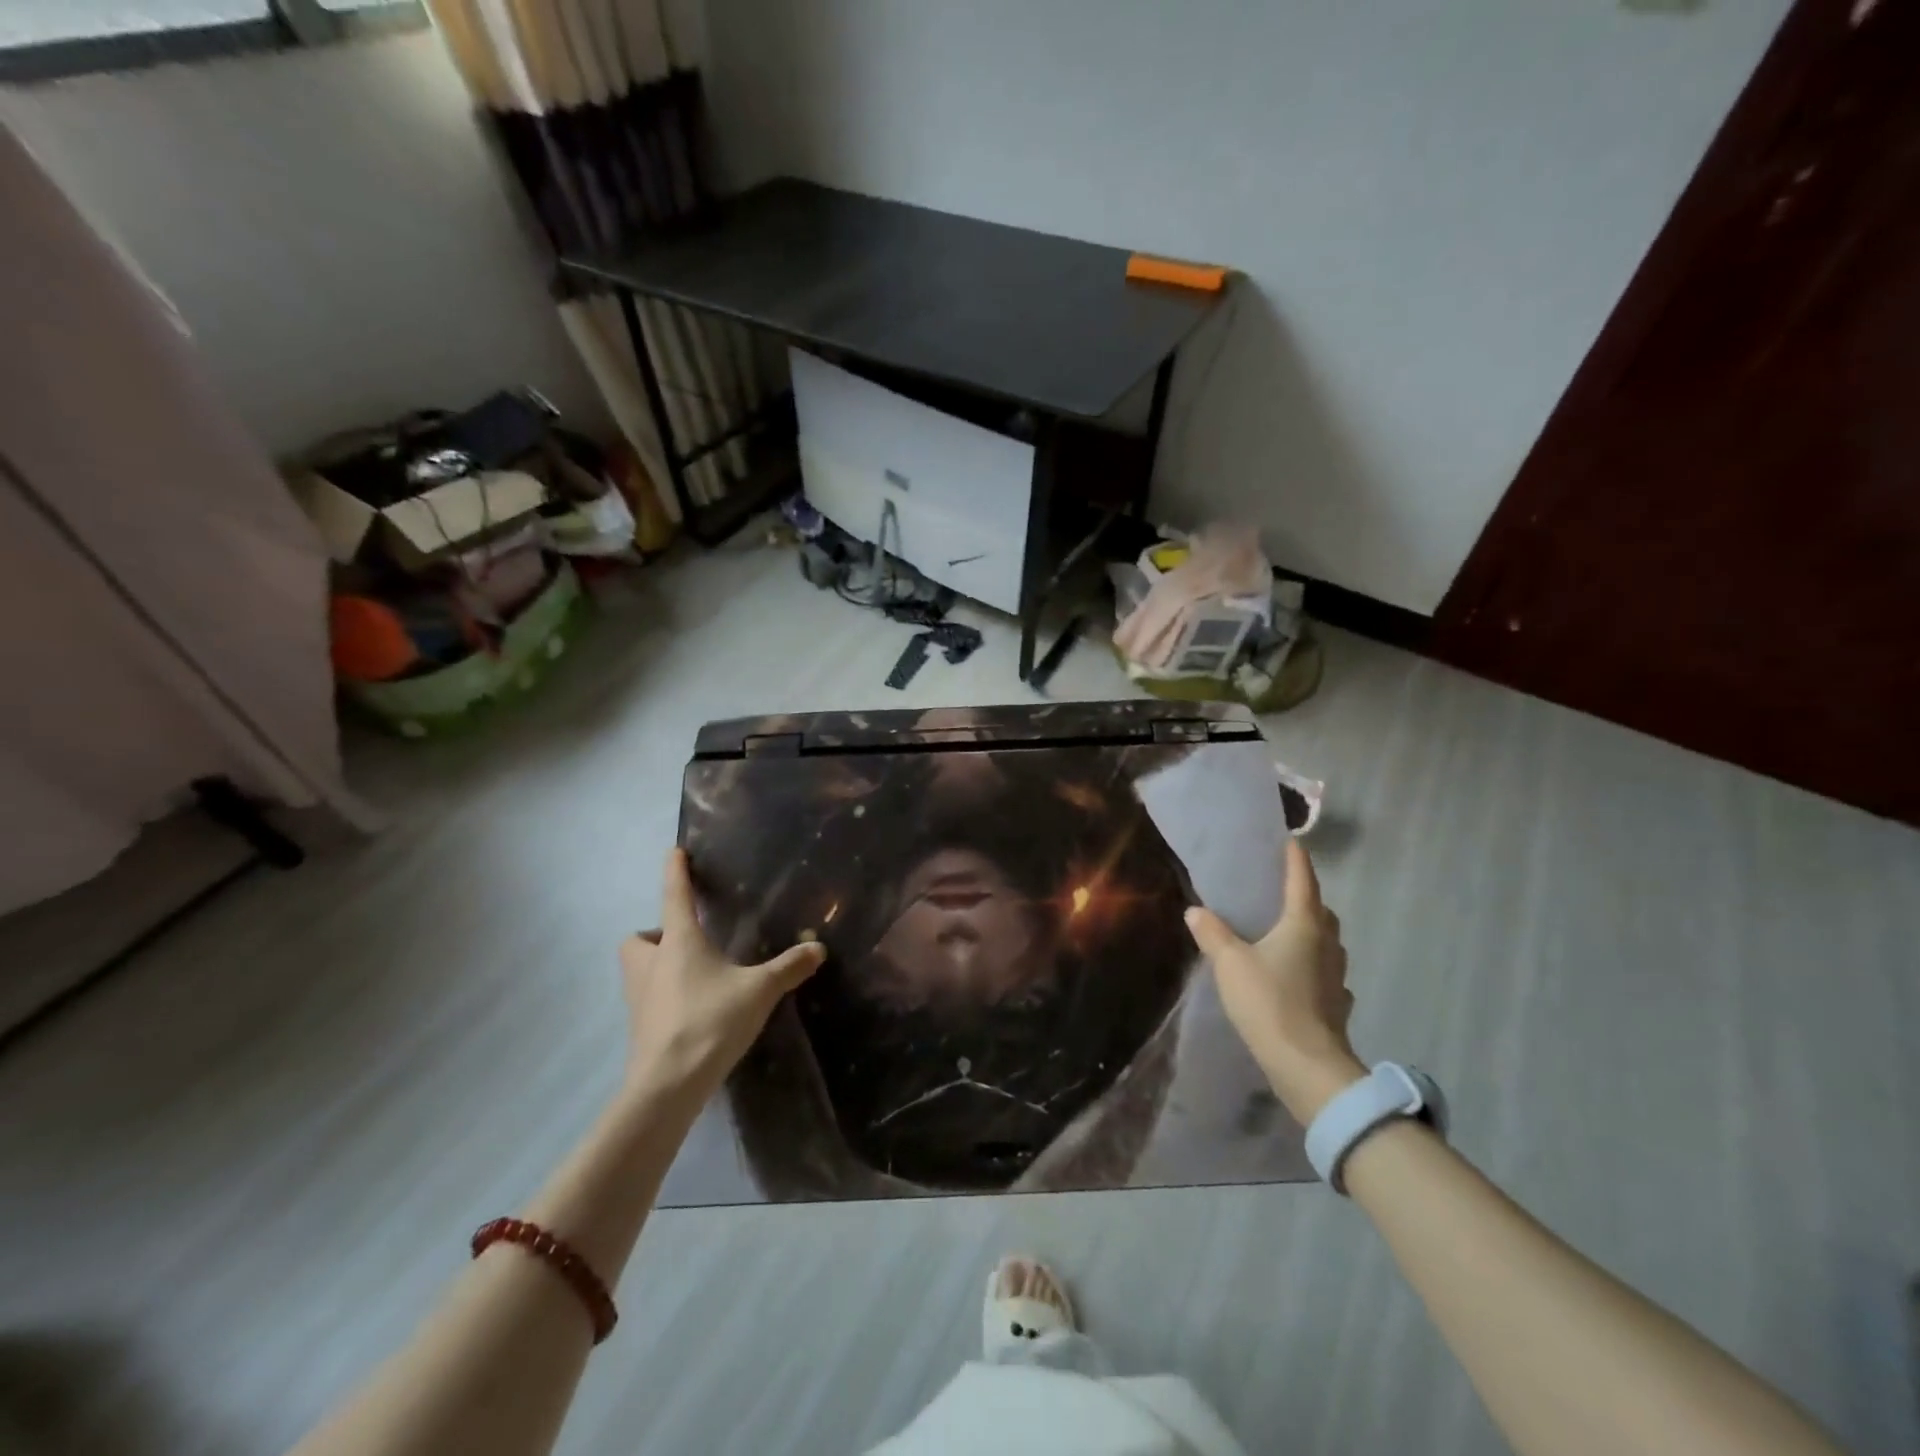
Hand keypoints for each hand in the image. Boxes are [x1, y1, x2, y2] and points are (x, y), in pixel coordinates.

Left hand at [619, 848, 825, 1103]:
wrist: (668, 1084)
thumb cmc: (711, 1021)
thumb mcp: (759, 990)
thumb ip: (788, 967)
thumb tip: (818, 948)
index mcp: (680, 942)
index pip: (674, 896)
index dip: (675, 871)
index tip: (674, 852)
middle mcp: (651, 963)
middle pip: (638, 938)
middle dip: (655, 934)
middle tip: (685, 941)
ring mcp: (639, 997)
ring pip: (637, 969)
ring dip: (656, 964)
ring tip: (691, 974)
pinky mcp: (639, 1026)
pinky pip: (646, 998)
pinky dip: (662, 995)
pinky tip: (691, 1009)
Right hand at [1184, 837, 1364, 1124]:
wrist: (1308, 1067)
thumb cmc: (1269, 1002)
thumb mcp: (1230, 963)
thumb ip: (1212, 933)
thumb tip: (1196, 910)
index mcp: (1303, 925)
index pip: (1302, 881)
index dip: (1295, 858)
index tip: (1290, 840)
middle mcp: (1326, 944)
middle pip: (1320, 910)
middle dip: (1305, 896)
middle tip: (1281, 891)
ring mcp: (1336, 976)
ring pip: (1326, 942)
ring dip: (1311, 931)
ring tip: (1286, 932)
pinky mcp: (1337, 1004)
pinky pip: (1326, 973)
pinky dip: (1313, 966)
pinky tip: (1299, 976)